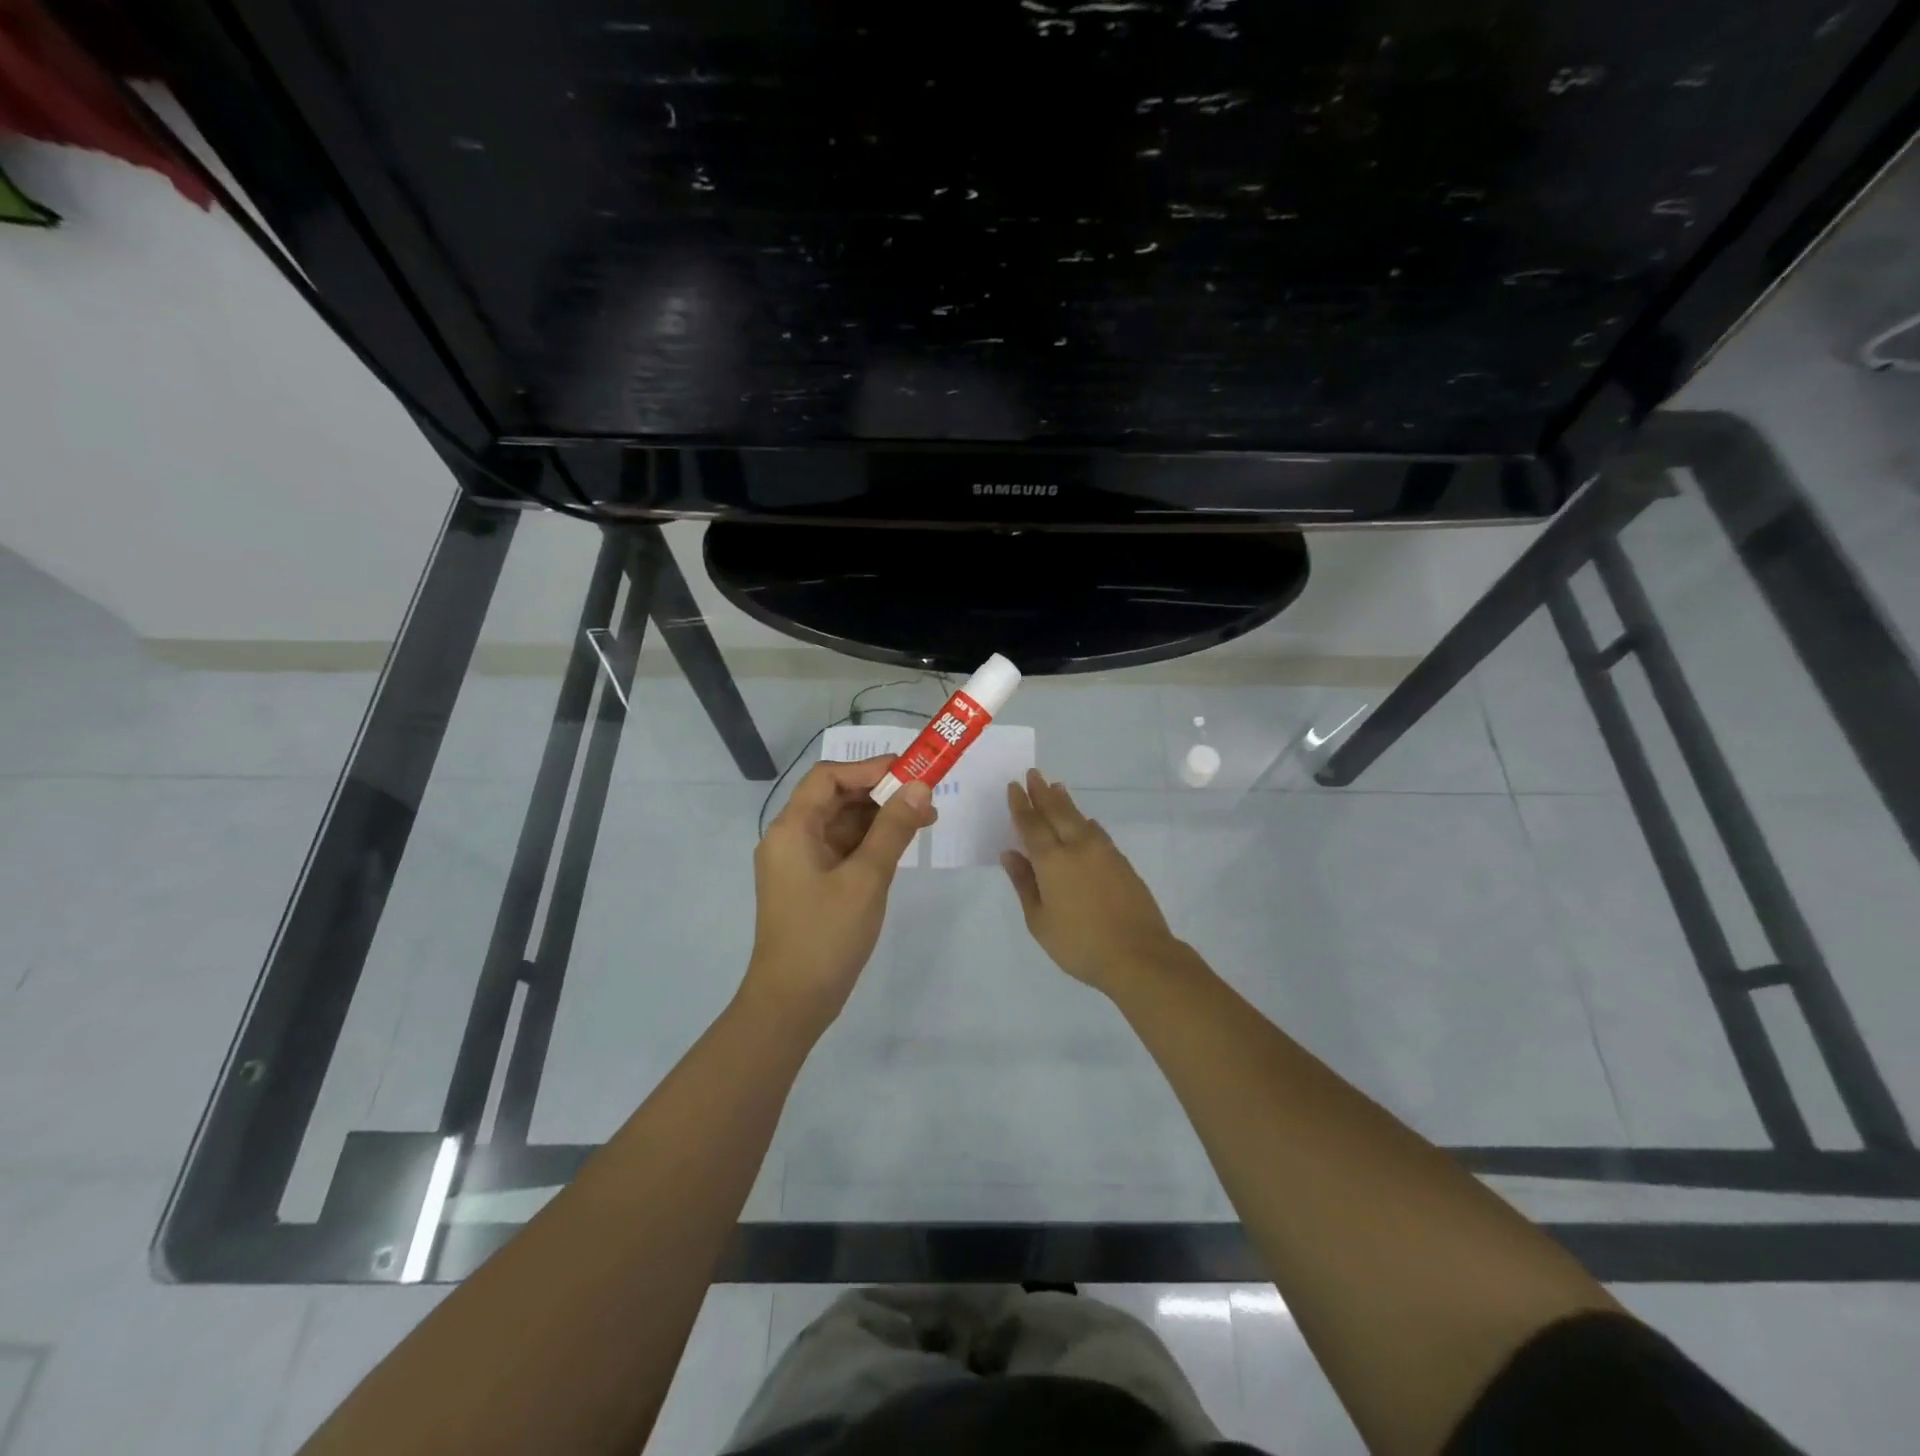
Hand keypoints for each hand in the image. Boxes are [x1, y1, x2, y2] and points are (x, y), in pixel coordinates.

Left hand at [744, 756, 935, 1036]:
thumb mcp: (867, 878)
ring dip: (880, 818)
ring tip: (924, 820)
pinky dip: (871, 843)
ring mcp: (799, 863)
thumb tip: (920, 786)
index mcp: (792, 829)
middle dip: (881, 793)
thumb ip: (893, 828)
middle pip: (835, 798)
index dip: (869, 769)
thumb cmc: (826, 935)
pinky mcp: (811, 884)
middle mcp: (790, 838)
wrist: (792, 1003)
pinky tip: (901, 846)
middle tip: (926, 797)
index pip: (828, 777)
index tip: (910, 771)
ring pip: (842, 824)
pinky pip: (842, 849)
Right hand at [1003, 769, 1181, 994]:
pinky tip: (1086, 822)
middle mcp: (1077, 847)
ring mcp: (1104, 852)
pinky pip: (1097, 832)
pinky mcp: (1122, 862)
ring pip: (1080, 818)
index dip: (1021, 805)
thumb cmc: (1079, 943)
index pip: (1032, 824)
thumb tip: (1010, 854)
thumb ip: (1024, 884)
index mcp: (1052, 860)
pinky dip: (1086, 822)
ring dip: (1066, 802)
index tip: (1014, 787)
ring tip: (1057, 787)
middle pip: (1057, 812)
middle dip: (1043, 792)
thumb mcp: (1039, 921)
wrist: (1138, 954)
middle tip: (1034, 773)